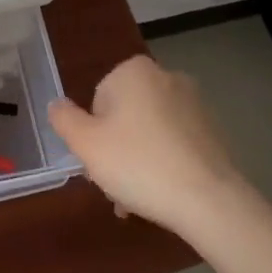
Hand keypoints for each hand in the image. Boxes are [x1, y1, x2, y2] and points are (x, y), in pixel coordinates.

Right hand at [47, 55, 242, 235]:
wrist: (210, 202)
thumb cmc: (139, 164)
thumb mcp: (86, 144)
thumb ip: (64, 119)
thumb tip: (57, 104)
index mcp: (134, 70)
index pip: (98, 100)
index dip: (94, 134)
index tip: (99, 163)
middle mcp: (166, 77)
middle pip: (125, 115)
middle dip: (117, 149)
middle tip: (115, 184)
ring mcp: (195, 104)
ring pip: (150, 132)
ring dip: (139, 160)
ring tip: (137, 199)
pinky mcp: (214, 132)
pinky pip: (175, 145)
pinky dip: (165, 164)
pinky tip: (162, 196)